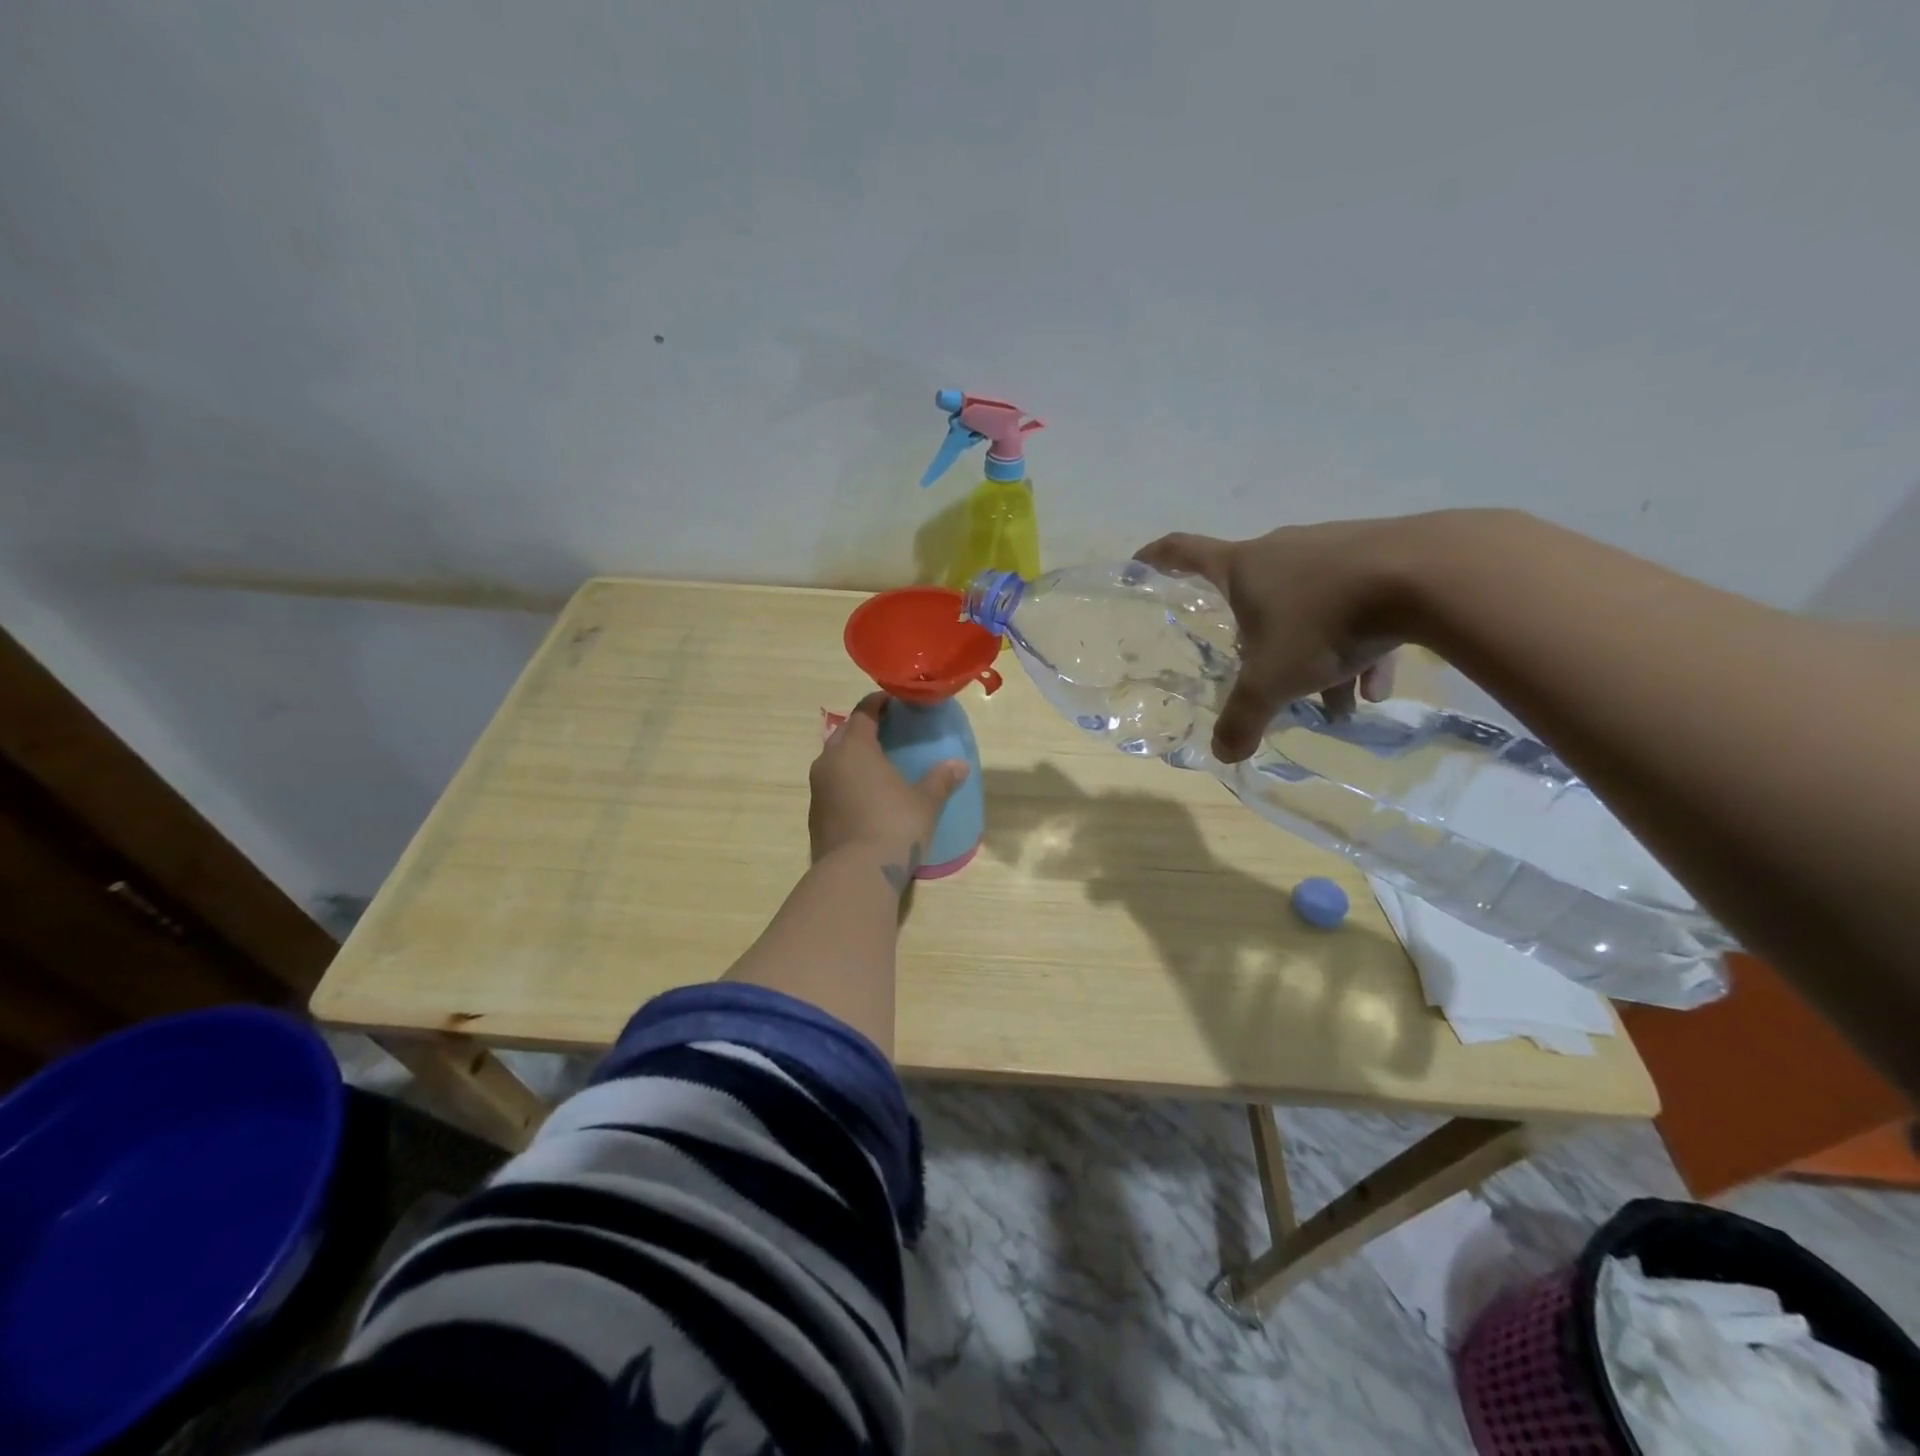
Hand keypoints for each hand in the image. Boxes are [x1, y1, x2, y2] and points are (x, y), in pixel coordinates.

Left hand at [810, 693, 970, 870]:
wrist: (856, 874)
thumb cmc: (894, 826)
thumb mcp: (925, 802)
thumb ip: (941, 780)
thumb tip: (959, 765)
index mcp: (854, 748)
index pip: (863, 712)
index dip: (878, 703)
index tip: (894, 701)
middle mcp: (829, 762)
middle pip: (845, 734)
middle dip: (864, 728)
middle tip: (889, 731)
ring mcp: (818, 789)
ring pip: (834, 761)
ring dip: (853, 757)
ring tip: (878, 764)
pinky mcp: (815, 815)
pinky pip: (831, 786)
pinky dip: (847, 783)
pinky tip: (866, 796)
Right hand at [1134, 520, 1407, 762]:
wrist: (1429, 575)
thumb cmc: (1324, 622)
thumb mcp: (1273, 681)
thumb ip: (1243, 718)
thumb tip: (1224, 754)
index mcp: (1243, 568)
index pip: (1183, 552)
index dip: (1157, 558)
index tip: (1139, 562)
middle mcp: (1282, 551)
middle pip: (1254, 593)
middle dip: (1257, 638)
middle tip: (1265, 674)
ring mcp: (1333, 549)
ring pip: (1311, 606)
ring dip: (1316, 653)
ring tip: (1337, 703)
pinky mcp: (1381, 556)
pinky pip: (1357, 606)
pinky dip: (1360, 646)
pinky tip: (1376, 686)